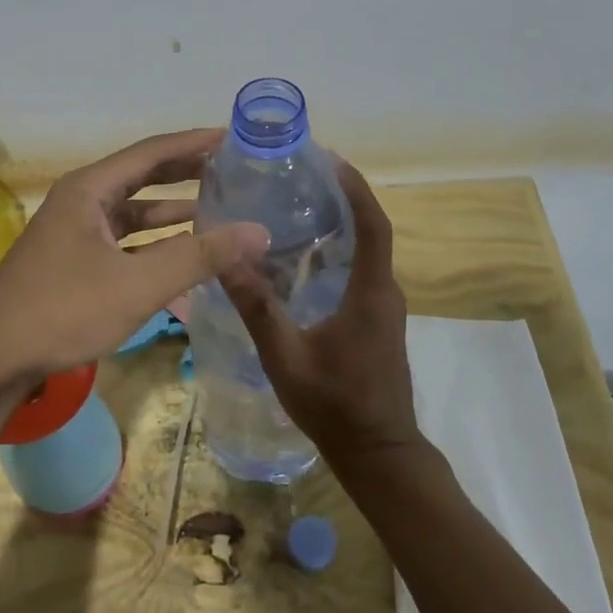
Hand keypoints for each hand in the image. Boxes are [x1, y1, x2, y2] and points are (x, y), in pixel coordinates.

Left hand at [0, 128, 267, 394]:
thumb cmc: (62, 312)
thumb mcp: (138, 284)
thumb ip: (199, 256)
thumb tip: (259, 231)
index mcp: (89, 189)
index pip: (152, 152)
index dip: (195, 143)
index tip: (235, 137)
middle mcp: (81, 201)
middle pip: (143, 176)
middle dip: (187, 172)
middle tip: (233, 169)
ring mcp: (75, 232)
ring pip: (134, 212)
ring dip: (173, 211)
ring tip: (220, 210)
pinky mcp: (74, 262)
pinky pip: (125, 241)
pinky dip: (155, 244)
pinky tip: (184, 255)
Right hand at [218, 161, 419, 468]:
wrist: (377, 453)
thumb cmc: (334, 405)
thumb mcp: (286, 357)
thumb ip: (258, 308)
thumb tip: (227, 257)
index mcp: (371, 292)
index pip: (373, 224)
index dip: (355, 188)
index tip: (328, 160)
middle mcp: (385, 291)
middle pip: (370, 229)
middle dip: (341, 197)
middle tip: (297, 178)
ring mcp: (384, 307)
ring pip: (365, 251)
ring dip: (339, 223)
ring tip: (294, 206)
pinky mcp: (377, 320)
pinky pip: (360, 271)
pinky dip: (337, 251)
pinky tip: (301, 257)